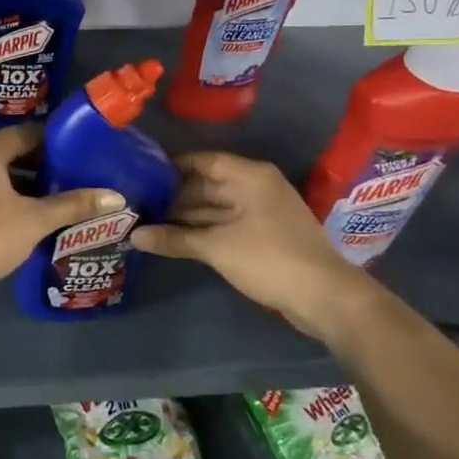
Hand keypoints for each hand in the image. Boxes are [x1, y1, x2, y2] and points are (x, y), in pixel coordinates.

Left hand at [0, 125, 123, 299]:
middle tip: (75, 180)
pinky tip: (29, 218)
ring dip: (24, 186)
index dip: (56, 145)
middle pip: (11, 153)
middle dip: (42, 167)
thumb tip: (115, 197)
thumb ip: (74, 205)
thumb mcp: (37, 219)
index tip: (81, 157)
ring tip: (58, 200)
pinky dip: (6, 199)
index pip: (27, 134)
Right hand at [130, 152, 370, 339]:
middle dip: (173, 196)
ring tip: (147, 221)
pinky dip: (202, 229)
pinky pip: (225, 223)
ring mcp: (261, 211)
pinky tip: (174, 238)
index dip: (170, 168)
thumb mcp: (216, 248)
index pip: (201, 161)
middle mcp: (255, 186)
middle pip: (206, 184)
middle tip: (137, 203)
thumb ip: (173, 239)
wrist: (325, 297)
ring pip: (214, 207)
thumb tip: (132, 236)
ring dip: (185, 216)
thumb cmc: (269, 258)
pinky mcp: (264, 234)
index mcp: (249, 176)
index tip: (139, 176)